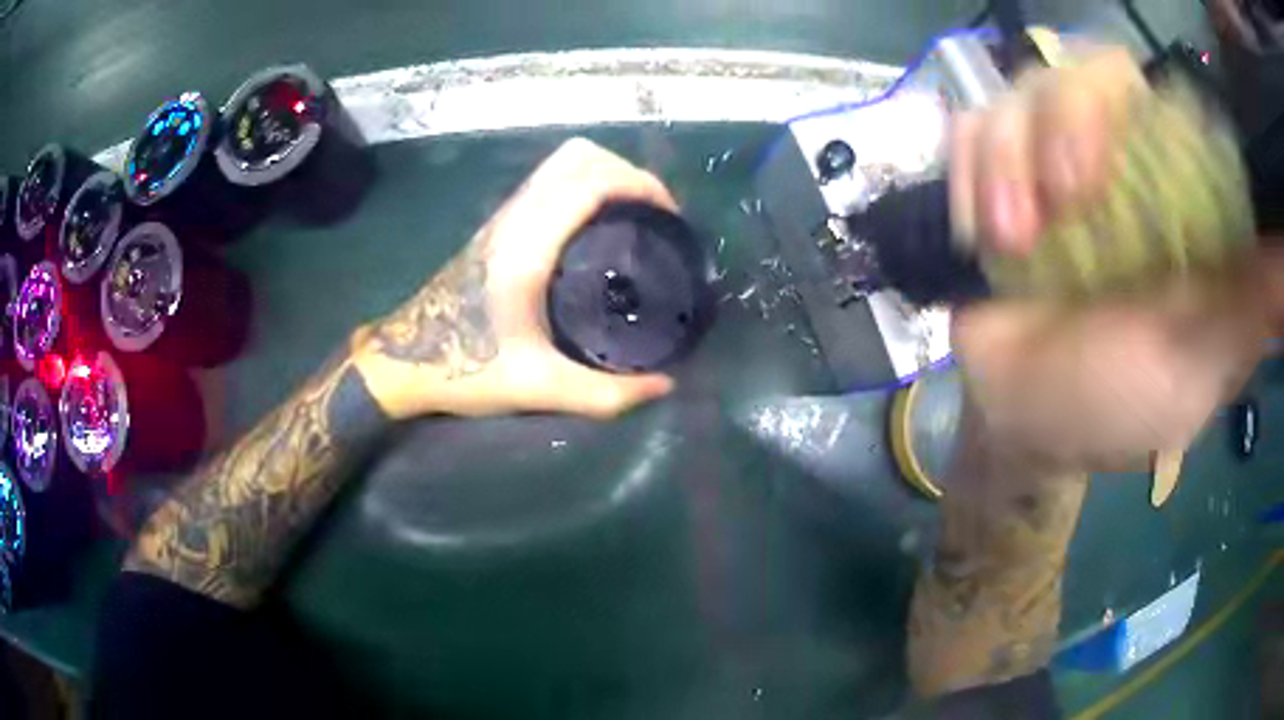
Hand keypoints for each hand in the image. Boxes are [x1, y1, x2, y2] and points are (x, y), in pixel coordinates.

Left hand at [353, 138, 676, 419]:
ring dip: (605, 175)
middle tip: (654, 217)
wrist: (403, 363)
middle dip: (627, 173)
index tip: (670, 218)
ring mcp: (503, 218)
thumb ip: (605, 394)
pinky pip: (549, 182)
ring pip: (561, 163)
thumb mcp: (538, 389)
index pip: (590, 182)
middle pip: (578, 156)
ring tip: (634, 218)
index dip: (639, 185)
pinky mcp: (497, 226)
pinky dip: (584, 185)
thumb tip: (665, 386)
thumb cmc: (464, 371)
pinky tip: (598, 227)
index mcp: (527, 247)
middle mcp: (515, 219)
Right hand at [948, 47, 1274, 470]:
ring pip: (1018, 94)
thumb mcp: (1197, 364)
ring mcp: (1045, 163)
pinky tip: (980, 234)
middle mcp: (1112, 158)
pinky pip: (969, 131)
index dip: (1121, 103)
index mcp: (1169, 193)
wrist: (1023, 424)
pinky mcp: (992, 180)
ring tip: (1009, 242)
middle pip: (1078, 73)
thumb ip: (1250, 309)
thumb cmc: (1117, 403)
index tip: (1103, 166)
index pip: (1147, 95)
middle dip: (1061, 122)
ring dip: (1005, 161)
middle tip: (1061, 201)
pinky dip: (968, 171)